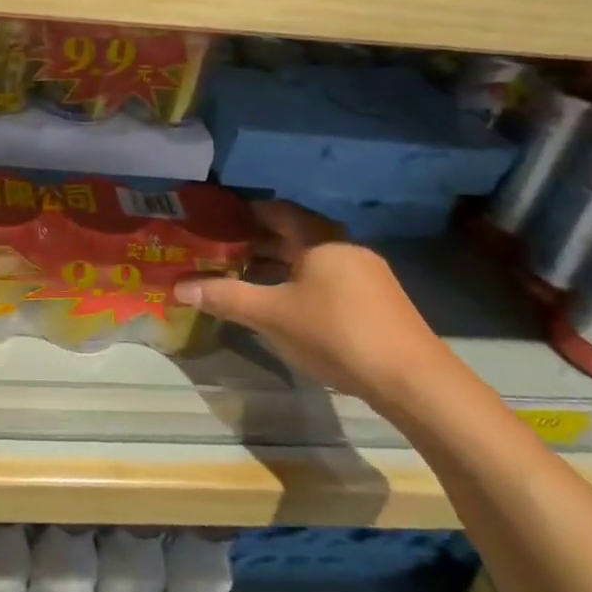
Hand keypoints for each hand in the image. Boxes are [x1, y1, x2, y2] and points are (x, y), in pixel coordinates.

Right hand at [174, 201, 455, 411]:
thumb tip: (178, 287)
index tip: (224, 217)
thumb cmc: (335, 333)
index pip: (281, 212)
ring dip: (284, 265)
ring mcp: (369, 276)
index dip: (251, 211)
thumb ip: (225, 297)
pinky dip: (305, 283)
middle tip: (227, 248)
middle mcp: (346, 249)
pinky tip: (291, 306)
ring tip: (251, 277)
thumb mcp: (272, 315)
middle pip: (298, 236)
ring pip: (316, 260)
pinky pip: (332, 280)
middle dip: (263, 241)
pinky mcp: (381, 303)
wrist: (413, 380)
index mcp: (321, 241)